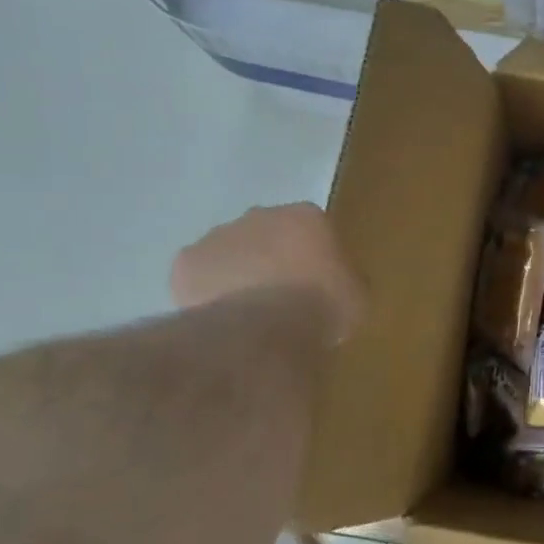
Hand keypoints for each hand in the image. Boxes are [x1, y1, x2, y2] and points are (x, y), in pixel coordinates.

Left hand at [171, 203, 363, 341]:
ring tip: (249, 311)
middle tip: (282, 293)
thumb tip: (338, 284)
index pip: (313, 227)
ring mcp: (219, 236)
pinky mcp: (186, 263)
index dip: (314, 254)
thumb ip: (346, 280)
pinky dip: (208, 291)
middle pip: (268, 233)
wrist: (264, 327)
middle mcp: (260, 215)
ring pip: (231, 251)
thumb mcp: (356, 296)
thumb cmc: (321, 306)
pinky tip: (221, 317)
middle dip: (273, 257)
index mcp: (307, 216)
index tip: (317, 281)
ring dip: (239, 272)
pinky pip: (200, 276)